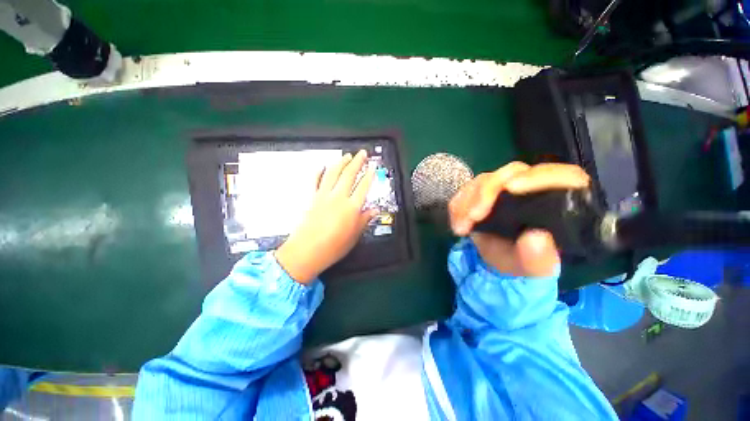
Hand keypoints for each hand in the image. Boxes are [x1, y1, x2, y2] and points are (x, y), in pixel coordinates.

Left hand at [275, 150, 377, 283]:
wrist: (306, 252)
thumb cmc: (333, 247)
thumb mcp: (354, 235)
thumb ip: (364, 220)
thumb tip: (374, 211)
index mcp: (351, 208)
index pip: (363, 187)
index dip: (369, 175)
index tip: (372, 167)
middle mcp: (338, 198)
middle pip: (349, 175)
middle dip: (357, 162)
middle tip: (362, 153)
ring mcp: (323, 196)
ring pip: (333, 173)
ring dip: (341, 162)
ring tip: (347, 156)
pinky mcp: (311, 198)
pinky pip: (315, 181)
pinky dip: (319, 172)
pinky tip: (322, 166)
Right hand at [448, 162, 589, 276]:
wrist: (502, 260)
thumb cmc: (525, 263)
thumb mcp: (535, 268)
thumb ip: (539, 258)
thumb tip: (536, 237)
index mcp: (561, 200)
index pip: (561, 175)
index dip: (537, 178)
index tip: (510, 188)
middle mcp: (534, 186)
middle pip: (513, 173)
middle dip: (487, 192)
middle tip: (472, 216)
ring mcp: (506, 185)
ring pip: (485, 179)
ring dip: (467, 201)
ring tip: (461, 227)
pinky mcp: (485, 190)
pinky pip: (467, 189)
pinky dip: (458, 205)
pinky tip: (457, 223)